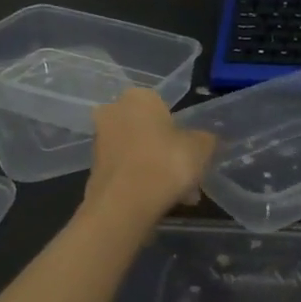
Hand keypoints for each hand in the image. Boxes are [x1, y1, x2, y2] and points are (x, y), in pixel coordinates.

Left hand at [84, 89, 215, 226]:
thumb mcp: (202, 148)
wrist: (123, 205)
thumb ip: (206, 140)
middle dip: (169, 152)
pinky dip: (143, 183)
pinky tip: (161, 202)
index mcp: (139, 97)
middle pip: (151, 132)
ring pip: (139, 153)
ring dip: (158, 170)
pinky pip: (128, 172)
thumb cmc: (166, 163)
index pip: (165, 106)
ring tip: (180, 196)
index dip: (183, 131)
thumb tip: (204, 141)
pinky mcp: (94, 170)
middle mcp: (114, 112)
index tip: (193, 153)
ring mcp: (100, 141)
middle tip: (188, 175)